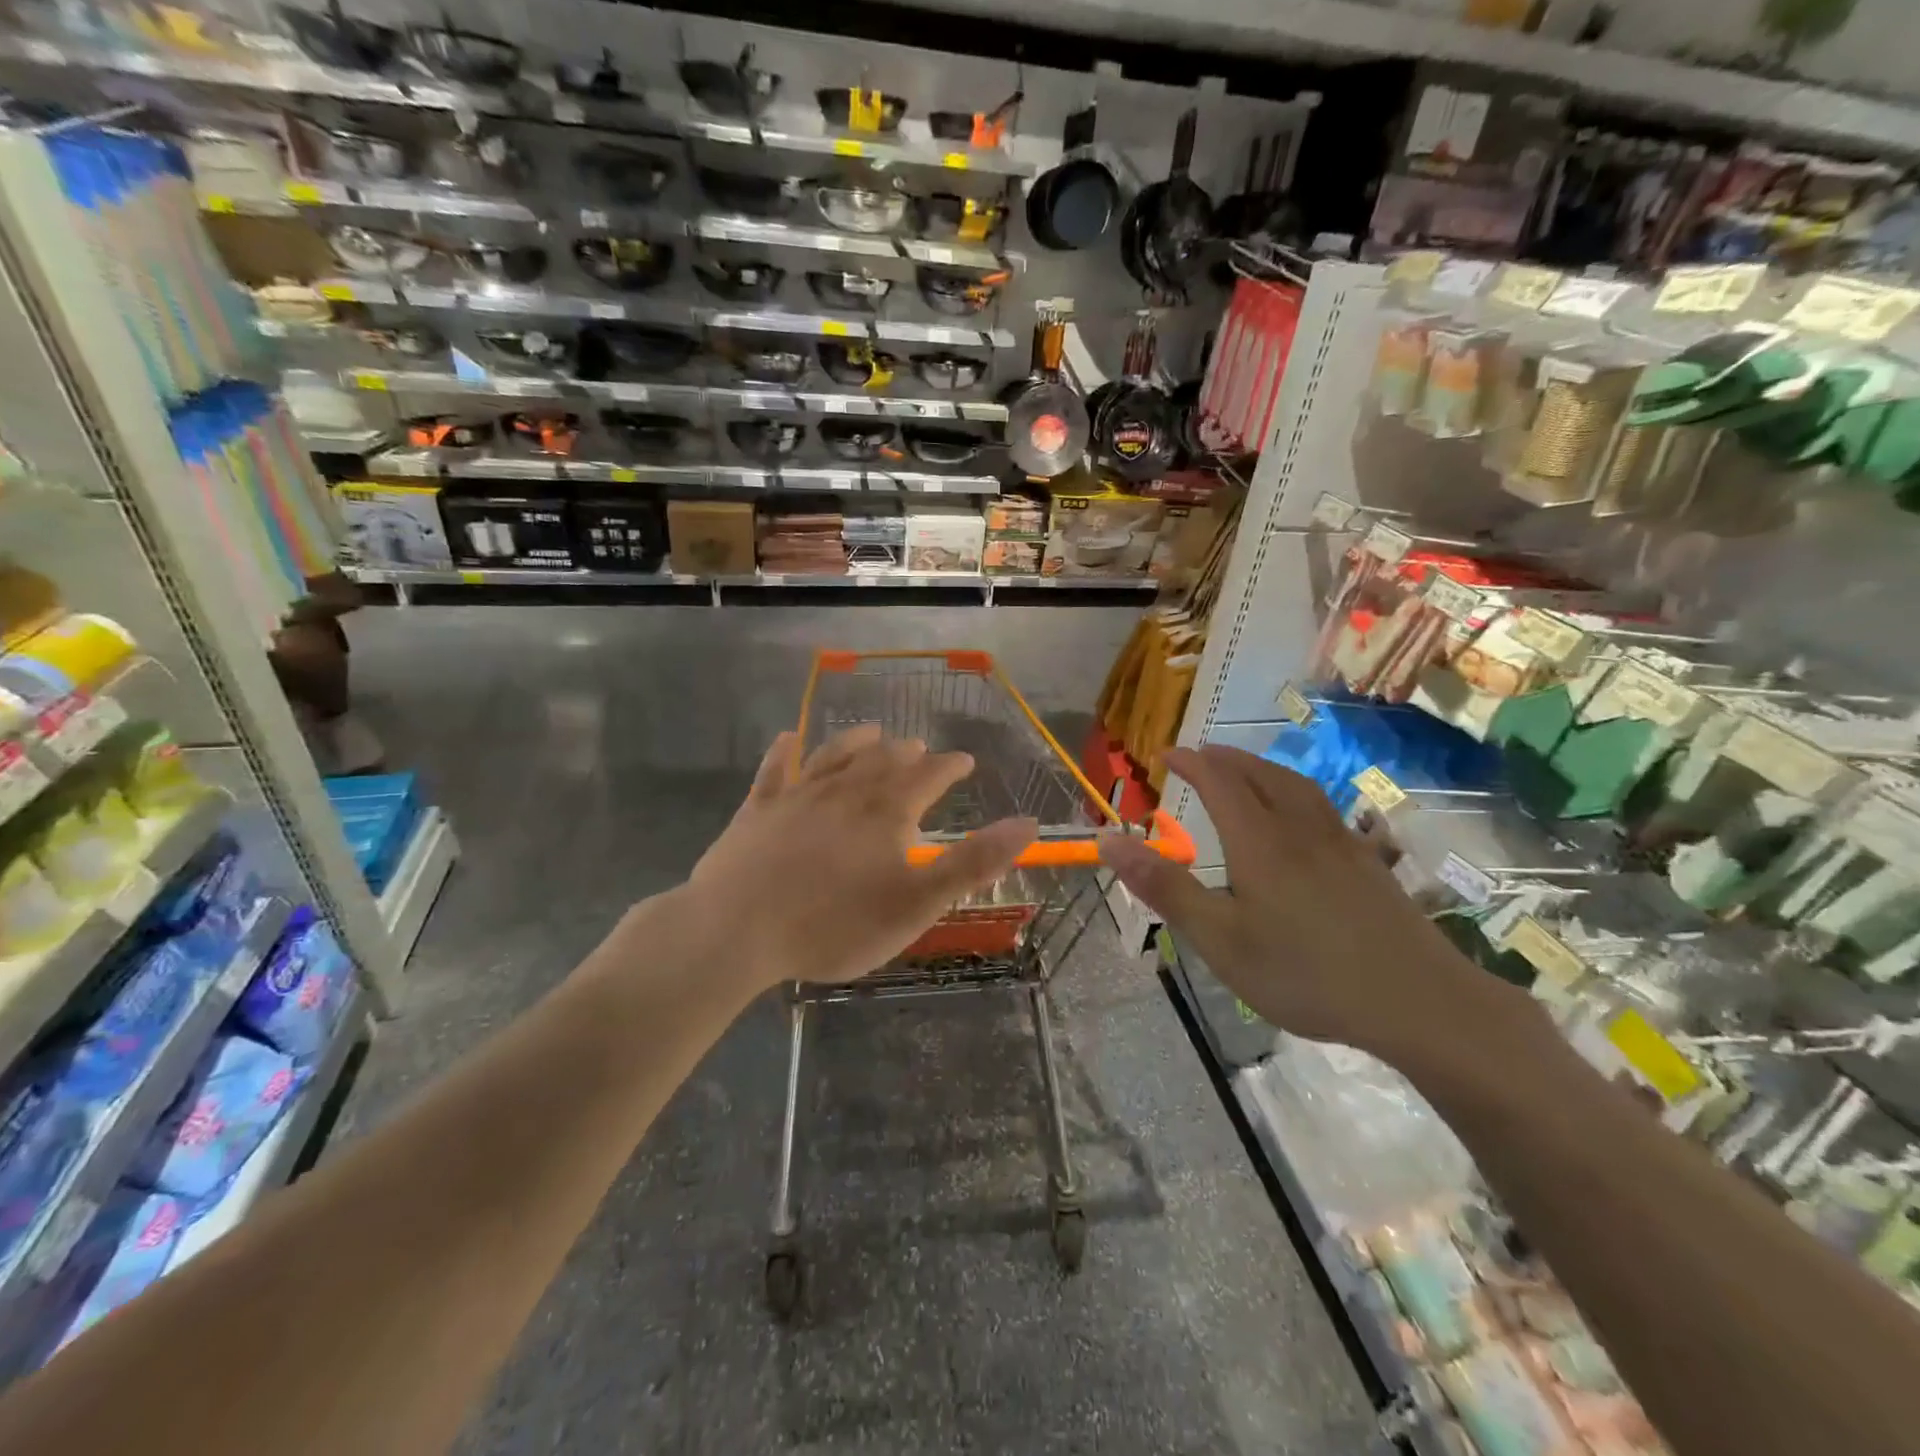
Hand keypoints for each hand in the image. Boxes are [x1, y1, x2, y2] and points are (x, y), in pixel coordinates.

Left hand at [685, 725, 1036, 990]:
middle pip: (883, 760)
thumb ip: (973, 862)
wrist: (737, 929)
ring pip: (835, 754)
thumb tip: (1027, 824)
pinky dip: (785, 751)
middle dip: (907, 753)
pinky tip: (789, 738)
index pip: (929, 776)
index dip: (950, 766)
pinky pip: (775, 769)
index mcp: (887, 812)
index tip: (963, 760)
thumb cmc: (835, 924)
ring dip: (857, 740)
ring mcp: (798, 795)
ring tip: (872, 732)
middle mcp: (846, 790)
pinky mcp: (758, 808)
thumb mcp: (917, 903)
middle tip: (919, 749)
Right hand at [1099, 745, 1507, 1063]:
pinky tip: (1303, 816)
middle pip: (1260, 774)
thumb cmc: (1304, 972)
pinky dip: (1297, 792)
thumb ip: (1164, 887)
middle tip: (1201, 754)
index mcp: (1259, 840)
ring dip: (1263, 768)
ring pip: (1297, 786)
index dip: (1190, 762)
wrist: (1416, 1001)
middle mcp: (1299, 828)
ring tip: (1245, 771)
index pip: (1218, 781)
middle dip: (1225, 758)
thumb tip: (1108, 841)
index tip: (1165, 753)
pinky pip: (1324, 807)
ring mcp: (1341, 843)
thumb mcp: (1220, 938)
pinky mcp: (1368, 863)